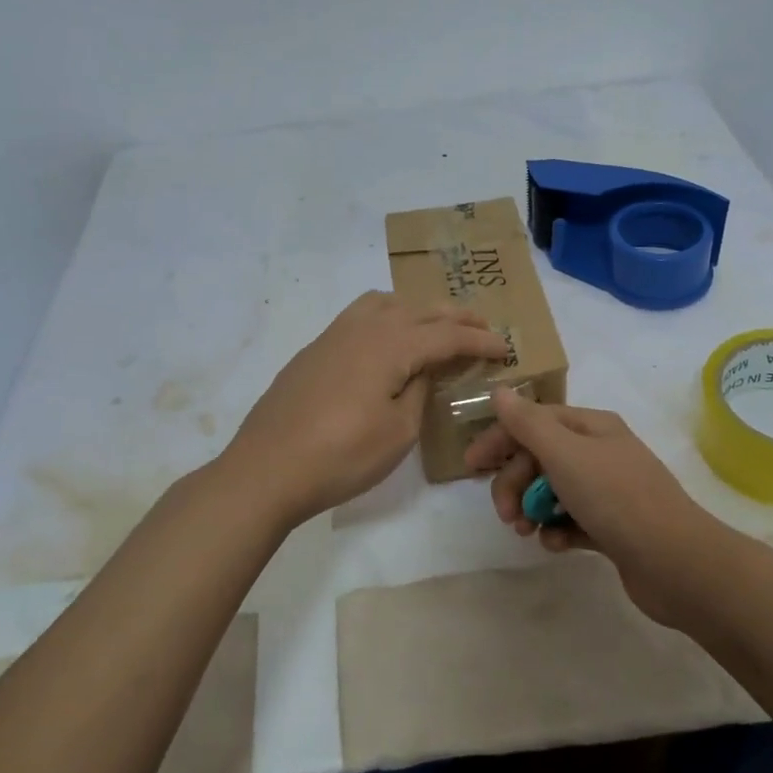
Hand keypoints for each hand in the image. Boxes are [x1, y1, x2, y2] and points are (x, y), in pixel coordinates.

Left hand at [223, 292, 507, 527]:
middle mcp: (364, 327)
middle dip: (456, 317)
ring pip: (386, 303)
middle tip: (482, 328)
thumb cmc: (341, 456)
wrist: (266, 469)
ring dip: (418, 309)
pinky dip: (387, 317)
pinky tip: (388, 342)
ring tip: (435, 326)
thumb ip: (419, 390)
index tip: (506, 347)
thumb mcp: (398, 431)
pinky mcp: (315, 349)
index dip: (480, 341)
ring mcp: (334, 334)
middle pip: (420, 310)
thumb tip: (424, 369)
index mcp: (391, 344)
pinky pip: (361, 315)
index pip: (447, 335)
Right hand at [465, 389, 725, 623]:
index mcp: (592, 427)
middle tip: (505, 514)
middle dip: (515, 482)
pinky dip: (557, 531)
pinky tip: (555, 545)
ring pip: (553, 491)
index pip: (534, 421)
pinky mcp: (612, 527)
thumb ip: (528, 424)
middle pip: (541, 458)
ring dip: (532, 508)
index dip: (500, 439)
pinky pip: (571, 521)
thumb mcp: (565, 454)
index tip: (470, 466)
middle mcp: (601, 453)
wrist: (676, 563)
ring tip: (526, 532)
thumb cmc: (616, 498)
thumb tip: (499, 390)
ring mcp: (608, 491)